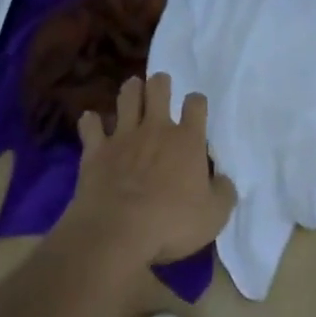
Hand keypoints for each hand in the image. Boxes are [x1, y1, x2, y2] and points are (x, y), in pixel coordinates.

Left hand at [59, 73, 234, 268]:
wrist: (118, 233)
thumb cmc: (171, 224)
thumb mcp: (214, 217)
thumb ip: (223, 193)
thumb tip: (225, 180)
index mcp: (187, 140)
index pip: (196, 104)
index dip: (196, 102)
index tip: (195, 110)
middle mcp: (156, 128)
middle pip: (158, 87)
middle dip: (160, 83)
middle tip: (160, 90)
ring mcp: (124, 136)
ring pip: (127, 96)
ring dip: (130, 91)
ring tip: (132, 92)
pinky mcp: (96, 150)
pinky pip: (90, 125)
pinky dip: (91, 122)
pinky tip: (92, 123)